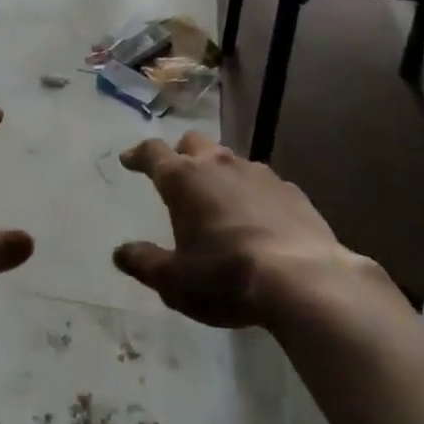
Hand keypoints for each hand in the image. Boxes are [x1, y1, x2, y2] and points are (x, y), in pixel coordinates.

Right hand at [114, 131, 374, 328]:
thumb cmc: (226, 277)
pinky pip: (262, 182)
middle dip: (180, 154)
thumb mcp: (175, 281)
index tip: (129, 160)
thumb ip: (145, 263)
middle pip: (192, 143)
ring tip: (218, 199)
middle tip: (177, 175)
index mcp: (183, 179)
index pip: (152, 152)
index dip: (138, 154)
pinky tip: (258, 218)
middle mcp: (217, 164)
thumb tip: (120, 253)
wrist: (304, 280)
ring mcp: (257, 173)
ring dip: (218, 173)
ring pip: (229, 159)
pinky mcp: (290, 189)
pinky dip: (252, 193)